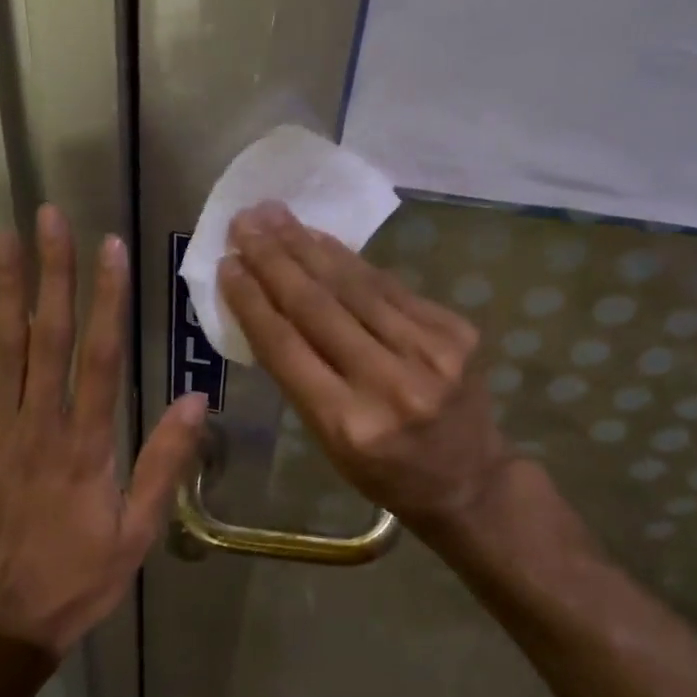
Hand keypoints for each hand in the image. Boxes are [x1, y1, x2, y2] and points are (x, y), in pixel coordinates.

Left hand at [0, 205, 208, 657]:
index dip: (106, 299)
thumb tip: (197, 401)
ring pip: (1, 348)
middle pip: (46, 336)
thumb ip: (163, 463)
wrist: (1, 622)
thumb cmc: (78, 578)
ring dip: (2, 290)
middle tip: (49, 217)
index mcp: (86, 444)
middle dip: (51, 273)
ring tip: (0, 237)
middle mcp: (38, 424)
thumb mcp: (137, 532)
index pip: (99, 356)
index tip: (109, 248)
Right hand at [218, 201, 511, 530]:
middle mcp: (389, 383)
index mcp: (347, 424)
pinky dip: (351, 260)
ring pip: (355, 286)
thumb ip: (299, 376)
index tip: (226, 265)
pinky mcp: (456, 331)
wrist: (470, 479)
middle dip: (274, 260)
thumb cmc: (383, 470)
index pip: (286, 347)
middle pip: (318, 307)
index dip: (251, 301)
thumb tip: (267, 304)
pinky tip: (322, 239)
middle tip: (244, 223)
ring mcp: (430, 353)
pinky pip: (390, 286)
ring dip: (308, 246)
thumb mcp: (328, 441)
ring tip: (275, 216)